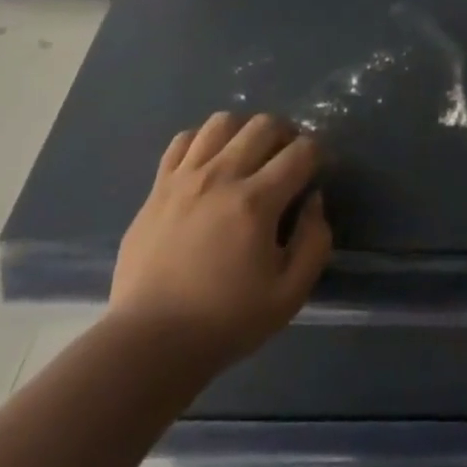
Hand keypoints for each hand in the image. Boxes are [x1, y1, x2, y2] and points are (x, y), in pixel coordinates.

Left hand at [109, 113, 331, 377]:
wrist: (149, 345)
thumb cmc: (225, 322)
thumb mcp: (289, 295)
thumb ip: (314, 241)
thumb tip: (314, 200)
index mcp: (256, 202)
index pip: (302, 151)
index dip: (317, 155)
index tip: (315, 173)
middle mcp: (222, 177)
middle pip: (265, 124)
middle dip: (286, 135)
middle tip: (286, 161)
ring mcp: (185, 178)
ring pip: (223, 122)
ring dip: (244, 131)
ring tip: (247, 157)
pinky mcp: (157, 188)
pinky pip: (183, 140)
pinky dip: (203, 142)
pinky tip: (210, 165)